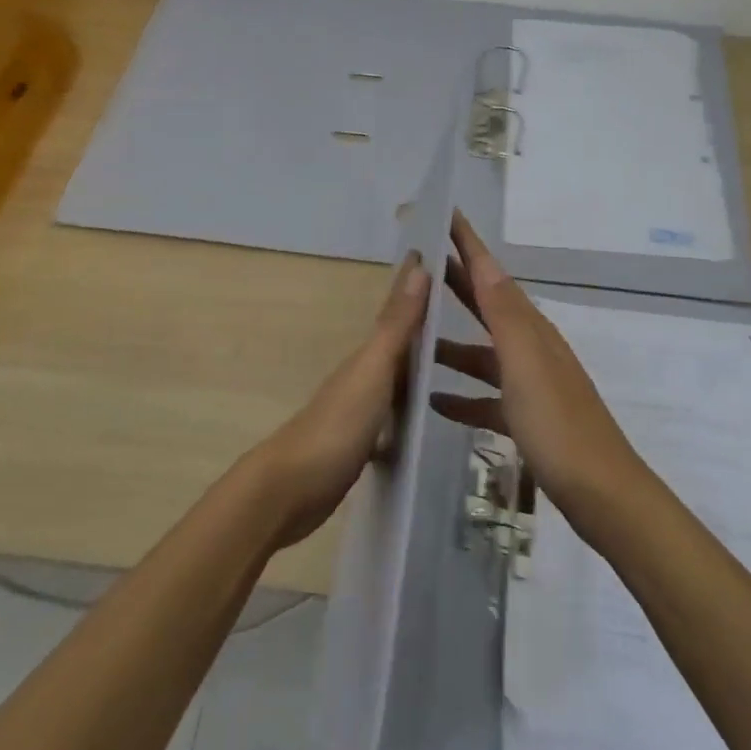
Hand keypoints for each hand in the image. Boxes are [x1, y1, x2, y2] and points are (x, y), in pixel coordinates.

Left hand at [252, 252, 428, 548]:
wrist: (288, 493)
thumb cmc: (336, 426)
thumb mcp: (373, 371)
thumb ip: (397, 325)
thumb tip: (418, 265)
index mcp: (368, 356)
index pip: (398, 312)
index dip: (417, 286)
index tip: (441, 256)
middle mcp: (363, 377)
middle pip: (398, 345)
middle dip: (424, 325)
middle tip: (461, 312)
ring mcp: (359, 412)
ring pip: (396, 380)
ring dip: (418, 368)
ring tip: (456, 363)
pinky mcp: (360, 446)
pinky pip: (393, 418)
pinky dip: (408, 412)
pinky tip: (425, 423)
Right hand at [431, 213, 643, 527]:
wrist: (600, 492)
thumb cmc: (557, 424)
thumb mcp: (526, 363)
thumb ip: (504, 314)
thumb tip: (485, 263)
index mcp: (530, 330)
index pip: (493, 276)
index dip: (470, 246)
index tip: (446, 215)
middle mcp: (530, 349)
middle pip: (486, 308)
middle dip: (457, 284)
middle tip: (420, 264)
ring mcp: (529, 386)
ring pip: (482, 354)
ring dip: (450, 345)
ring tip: (413, 341)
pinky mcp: (526, 420)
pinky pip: (486, 399)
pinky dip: (461, 397)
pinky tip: (434, 403)